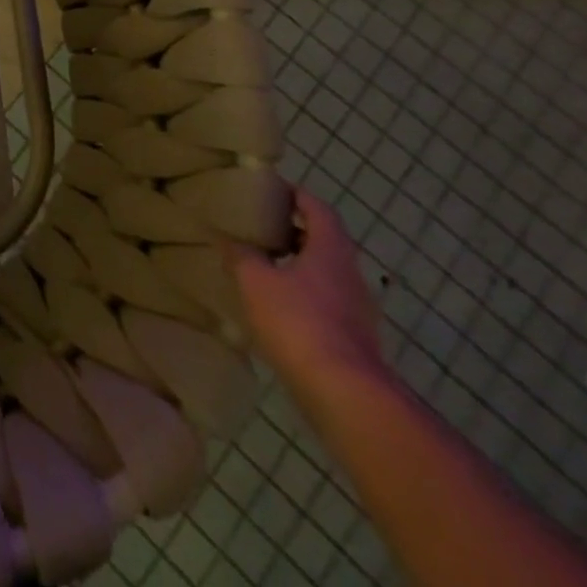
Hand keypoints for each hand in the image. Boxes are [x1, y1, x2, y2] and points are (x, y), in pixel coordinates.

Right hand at [229, 188, 387, 397]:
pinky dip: (304, 294)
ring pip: (327, 273)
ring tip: (264, 266)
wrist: (345, 395)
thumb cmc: (298, 322)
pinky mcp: (355, 339)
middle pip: (325, 241)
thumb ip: (241, 254)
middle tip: (261, 227)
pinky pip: (327, 302)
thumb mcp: (255, 280)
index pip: (318, 210)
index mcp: (330, 251)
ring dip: (299, 265)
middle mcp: (350, 275)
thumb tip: (228, 237)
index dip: (297, 196)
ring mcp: (358, 310)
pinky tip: (278, 306)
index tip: (272, 191)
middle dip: (295, 231)